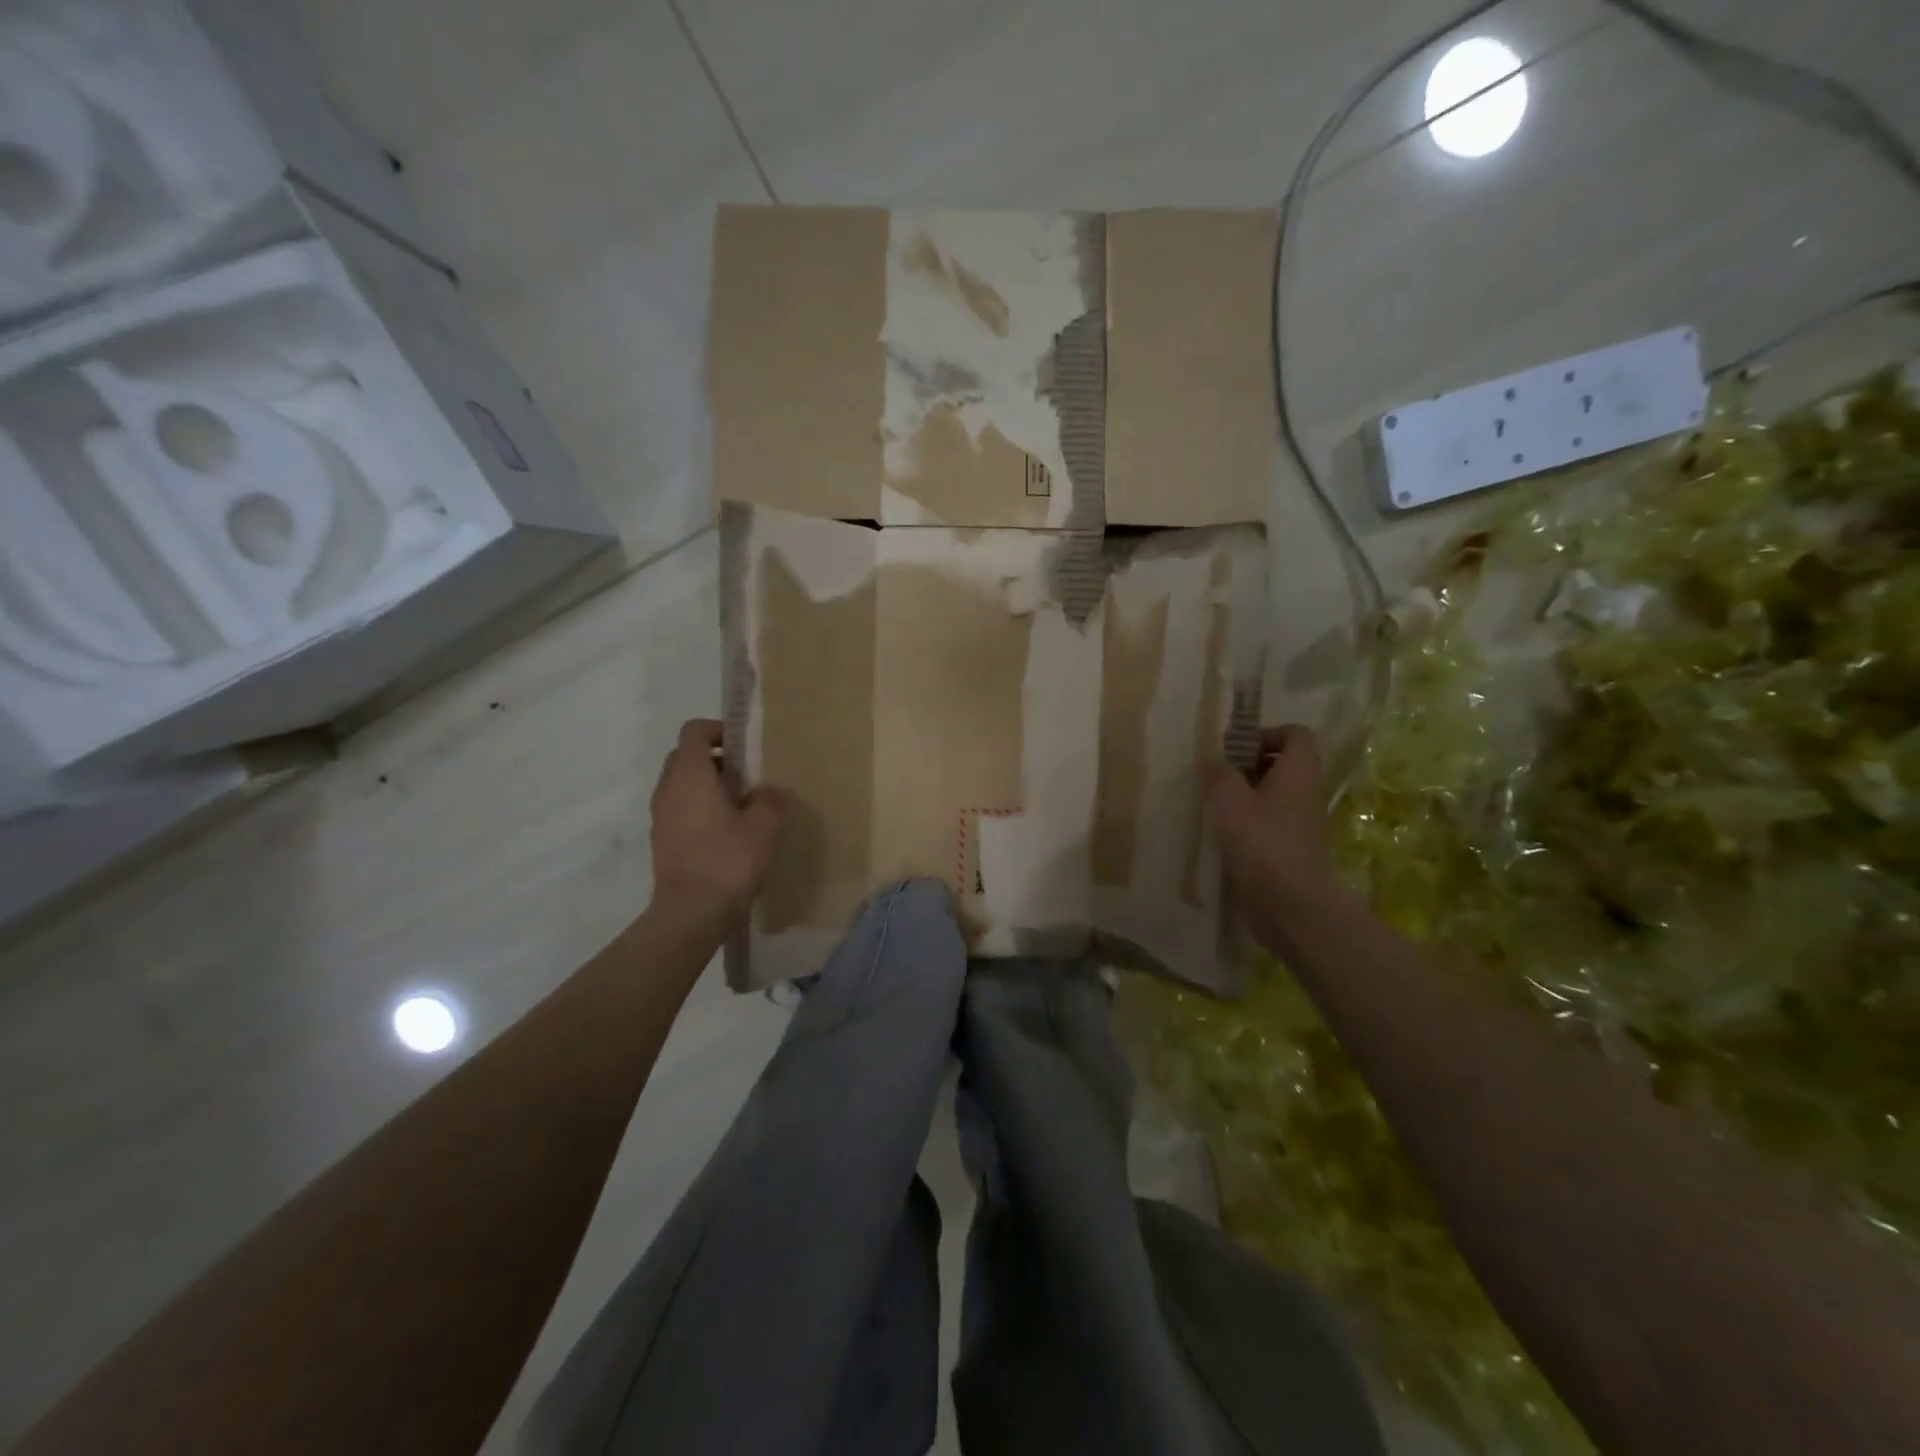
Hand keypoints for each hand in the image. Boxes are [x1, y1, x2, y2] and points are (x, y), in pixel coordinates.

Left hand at [649, 719, 784, 927]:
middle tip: (744, 774)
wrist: (690, 913)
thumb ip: (769, 800)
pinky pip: (679, 807)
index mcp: (691, 776)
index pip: (694, 731)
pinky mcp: (662, 839)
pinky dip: (698, 807)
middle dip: (714, 757)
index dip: (718, 729)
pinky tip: (726, 830)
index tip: (743, 744)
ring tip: (739, 804)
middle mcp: (668, 789)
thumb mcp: (763, 827)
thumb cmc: (728, 861)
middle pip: (685, 756)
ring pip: (680, 783)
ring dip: (706, 784)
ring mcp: (660, 816)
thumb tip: (771, 790)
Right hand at [1210, 725, 1339, 941]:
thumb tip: (1214, 763)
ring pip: (1276, 794)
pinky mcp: (1292, 849)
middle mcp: (1306, 793)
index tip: (1236, 748)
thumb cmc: (1261, 842)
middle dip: (1251, 763)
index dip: (1267, 733)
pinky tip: (1223, 833)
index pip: (1296, 734)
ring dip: (1247, 794)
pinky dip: (1249, 821)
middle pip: (1285, 763)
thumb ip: (1219, 774)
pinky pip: (1271, 822)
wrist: (1290, 904)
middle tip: (1219, 774)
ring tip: (1215, 803)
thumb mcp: (1229, 799)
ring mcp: (1301, 823)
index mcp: (1299, 772)